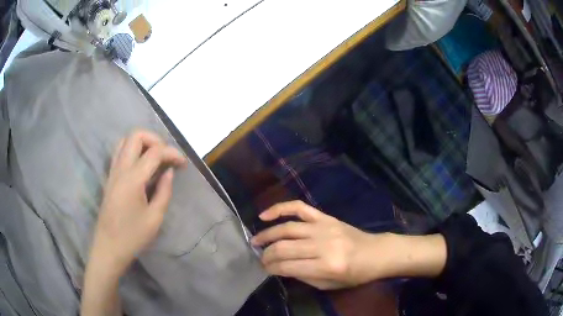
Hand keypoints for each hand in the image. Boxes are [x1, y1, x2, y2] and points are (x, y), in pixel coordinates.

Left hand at [91, 130, 186, 273]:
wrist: (109, 247)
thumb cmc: (133, 236)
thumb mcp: (155, 218)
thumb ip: (164, 191)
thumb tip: (169, 172)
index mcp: (133, 178)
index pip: (155, 152)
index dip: (172, 153)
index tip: (183, 164)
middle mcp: (120, 168)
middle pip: (136, 135)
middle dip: (155, 139)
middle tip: (166, 156)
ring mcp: (112, 171)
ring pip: (125, 140)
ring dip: (142, 143)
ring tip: (154, 158)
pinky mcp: (110, 177)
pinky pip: (119, 152)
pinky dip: (133, 150)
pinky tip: (141, 166)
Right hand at [252, 201, 446, 290]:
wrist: (376, 253)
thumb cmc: (355, 274)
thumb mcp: (329, 285)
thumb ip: (303, 277)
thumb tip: (281, 268)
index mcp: (326, 266)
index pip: (288, 267)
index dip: (271, 268)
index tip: (264, 269)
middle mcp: (323, 245)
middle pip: (284, 248)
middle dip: (267, 254)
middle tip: (259, 258)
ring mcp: (324, 227)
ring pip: (287, 228)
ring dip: (267, 234)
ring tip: (256, 241)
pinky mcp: (326, 217)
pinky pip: (299, 208)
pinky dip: (280, 209)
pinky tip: (265, 215)